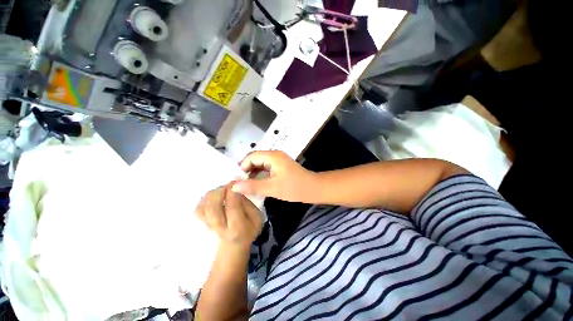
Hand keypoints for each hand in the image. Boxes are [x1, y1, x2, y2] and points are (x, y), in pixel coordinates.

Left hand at [195, 185, 262, 247]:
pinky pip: (198, 208)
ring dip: (212, 194)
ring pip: (203, 207)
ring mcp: (207, 228)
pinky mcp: (201, 223)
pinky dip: (205, 198)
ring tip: (223, 190)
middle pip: (213, 208)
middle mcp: (220, 229)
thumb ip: (248, 203)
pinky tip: (215, 196)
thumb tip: (237, 188)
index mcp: (237, 228)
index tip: (236, 181)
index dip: (232, 192)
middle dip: (220, 191)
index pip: (232, 207)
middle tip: (229, 184)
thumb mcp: (257, 217)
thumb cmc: (248, 229)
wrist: (233, 245)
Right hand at [231, 151, 318, 202]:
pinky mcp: (280, 166)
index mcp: (272, 156)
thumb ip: (253, 186)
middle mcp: (274, 155)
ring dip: (253, 173)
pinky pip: (266, 168)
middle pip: (255, 159)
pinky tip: (256, 184)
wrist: (314, 189)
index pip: (251, 157)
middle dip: (246, 170)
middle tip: (240, 184)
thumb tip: (233, 186)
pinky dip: (260, 174)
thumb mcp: (272, 188)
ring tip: (246, 186)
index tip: (236, 181)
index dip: (242, 167)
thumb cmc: (295, 188)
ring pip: (260, 164)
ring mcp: (278, 160)